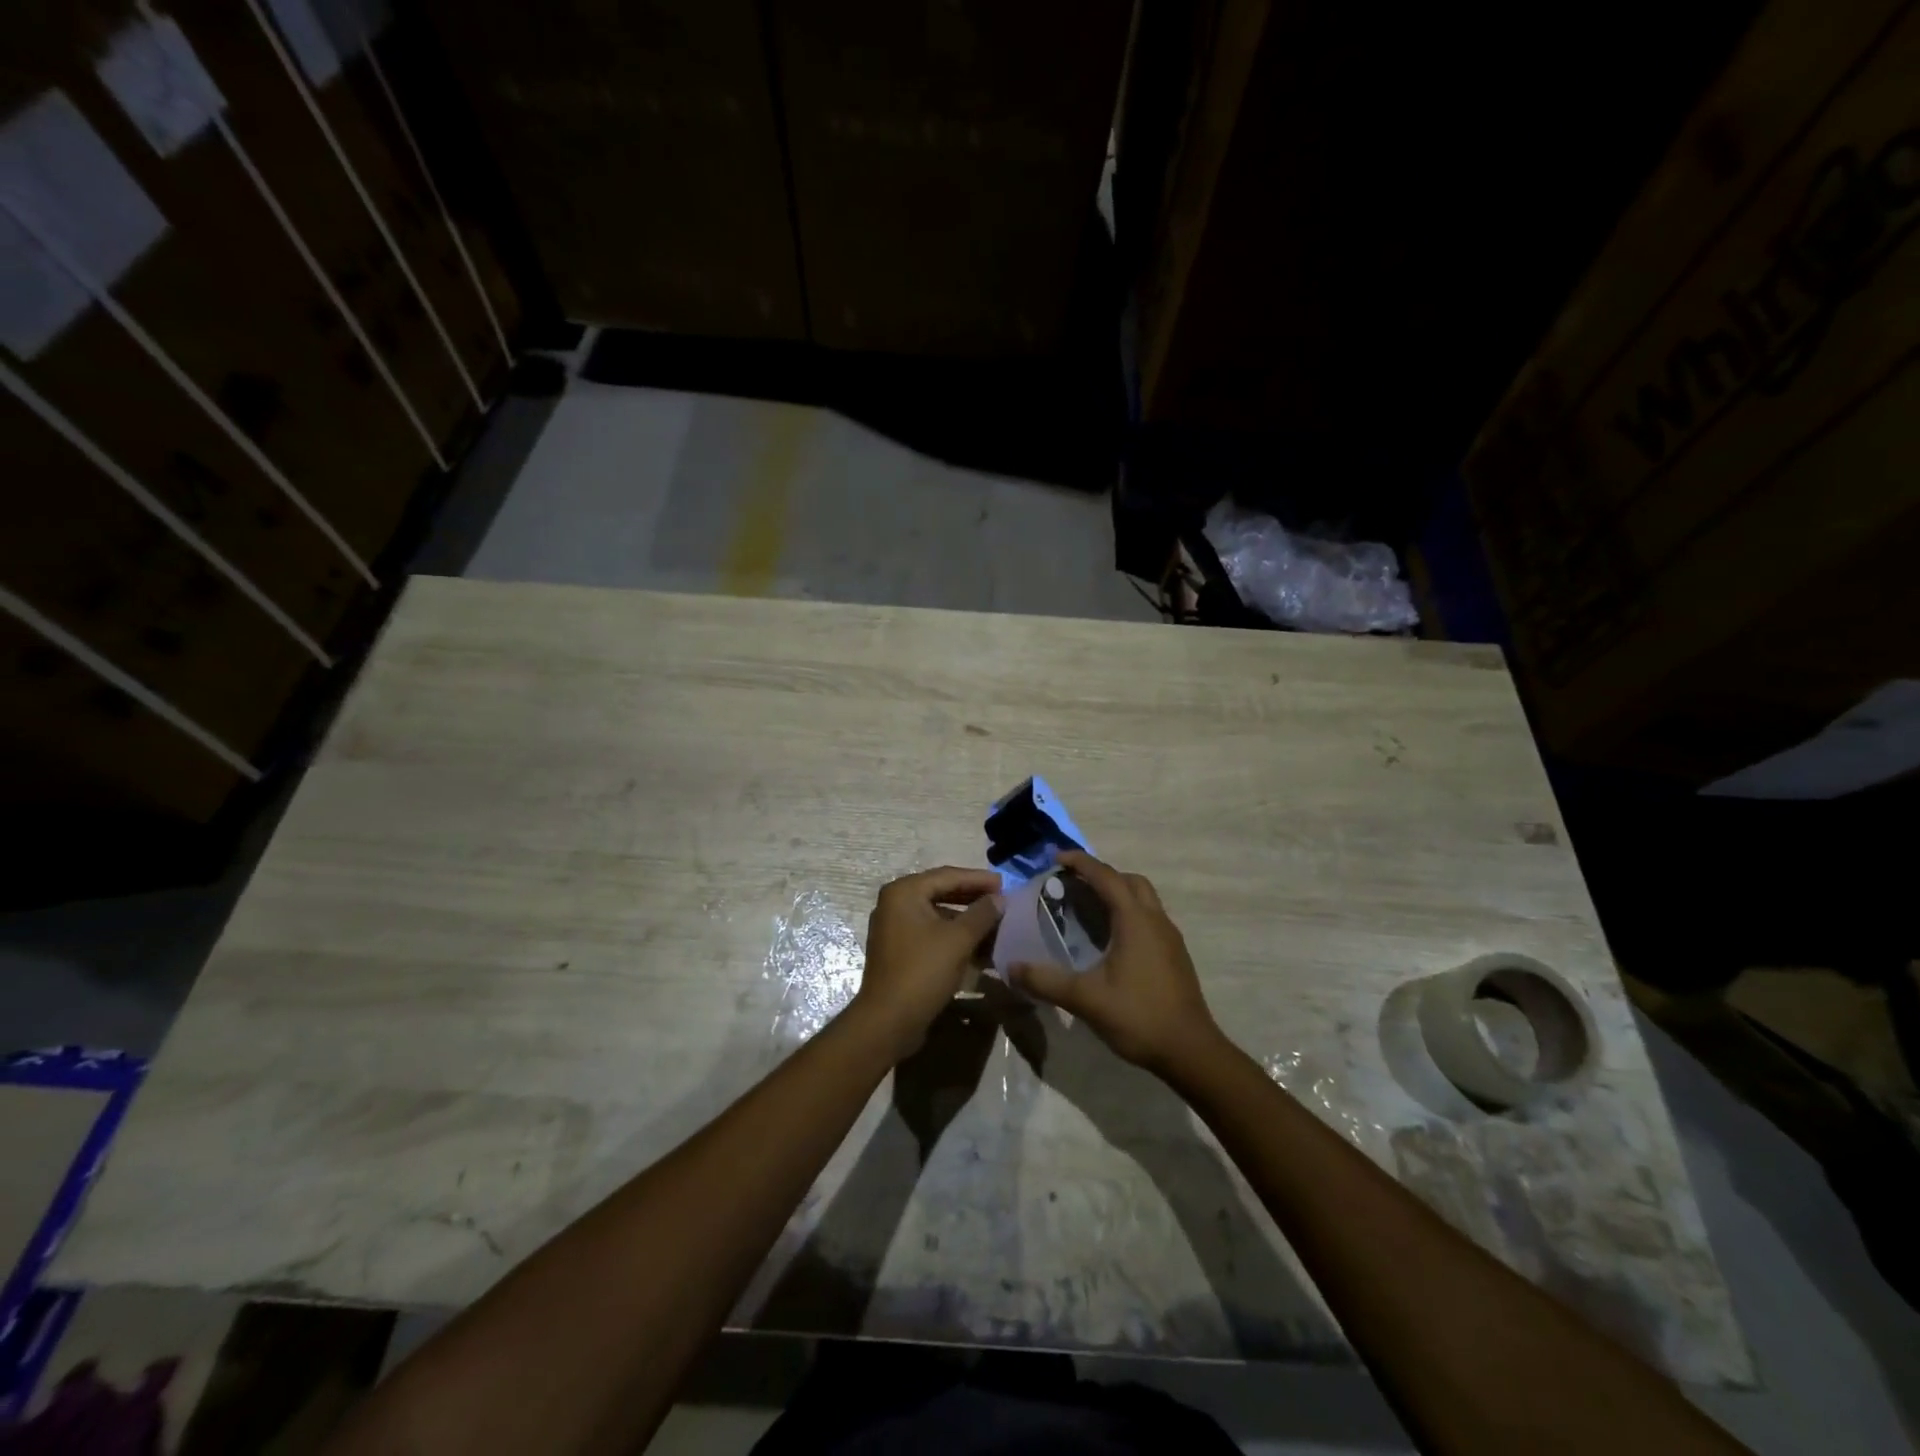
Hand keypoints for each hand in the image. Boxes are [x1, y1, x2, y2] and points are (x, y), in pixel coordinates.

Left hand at [853, 867, 1002, 1060]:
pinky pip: (932, 934)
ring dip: (967, 920)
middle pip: (942, 892)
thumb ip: (982, 914)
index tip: (1006, 884)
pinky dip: (955, 937)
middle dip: (974, 899)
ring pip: (939, 915)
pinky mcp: (900, 950)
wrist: (888, 1021)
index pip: (948, 875)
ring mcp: (895, 928)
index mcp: (904, 892)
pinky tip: (980, 947)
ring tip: (997, 925)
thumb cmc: (922, 972)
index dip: (979, 879)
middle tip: (1003, 901)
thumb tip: (999, 898)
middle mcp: (895, 904)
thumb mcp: (958, 940)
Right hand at [1010, 851, 1222, 1076]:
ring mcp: (1170, 937)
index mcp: (1135, 920)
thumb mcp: (1086, 999)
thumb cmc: (1139, 1017)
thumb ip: (1046, 981)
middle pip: (1129, 881)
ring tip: (1088, 909)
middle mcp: (1155, 920)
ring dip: (1117, 893)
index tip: (1056, 857)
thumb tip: (1012, 968)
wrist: (1191, 1051)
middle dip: (1101, 875)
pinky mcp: (1174, 955)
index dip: (1080, 862)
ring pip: (1144, 899)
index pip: (1106, 877)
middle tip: (1073, 884)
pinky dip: (1128, 914)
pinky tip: (1111, 940)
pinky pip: (1149, 918)